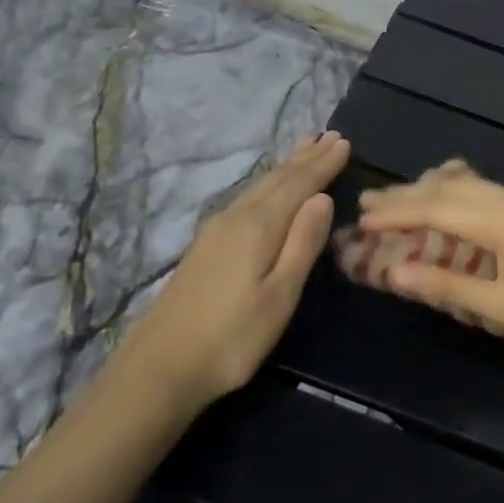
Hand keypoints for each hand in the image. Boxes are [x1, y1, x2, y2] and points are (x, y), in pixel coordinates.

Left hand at [114, 130, 349, 402]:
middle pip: (277, 179)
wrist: (159, 368)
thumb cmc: (232, 336)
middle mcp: (236, 217)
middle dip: (306, 157)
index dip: (323, 164)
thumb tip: (322, 197)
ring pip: (259, 186)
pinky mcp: (205, 246)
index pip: (299, 185)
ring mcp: (216, 230)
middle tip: (329, 135)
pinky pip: (247, 197)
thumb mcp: (280, 294)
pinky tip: (267, 187)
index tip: (344, 142)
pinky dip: (267, 183)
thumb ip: (302, 243)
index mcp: (259, 226)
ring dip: (286, 166)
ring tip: (304, 146)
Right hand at [356, 161, 503, 367]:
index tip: (363, 216)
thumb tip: (395, 272)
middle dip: (411, 194)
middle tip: (371, 199)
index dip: (398, 212)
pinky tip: (453, 203)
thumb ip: (445, 286)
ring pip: (475, 186)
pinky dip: (463, 196)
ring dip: (437, 191)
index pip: (440, 208)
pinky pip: (493, 193)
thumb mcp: (498, 308)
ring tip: (403, 198)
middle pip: (454, 188)